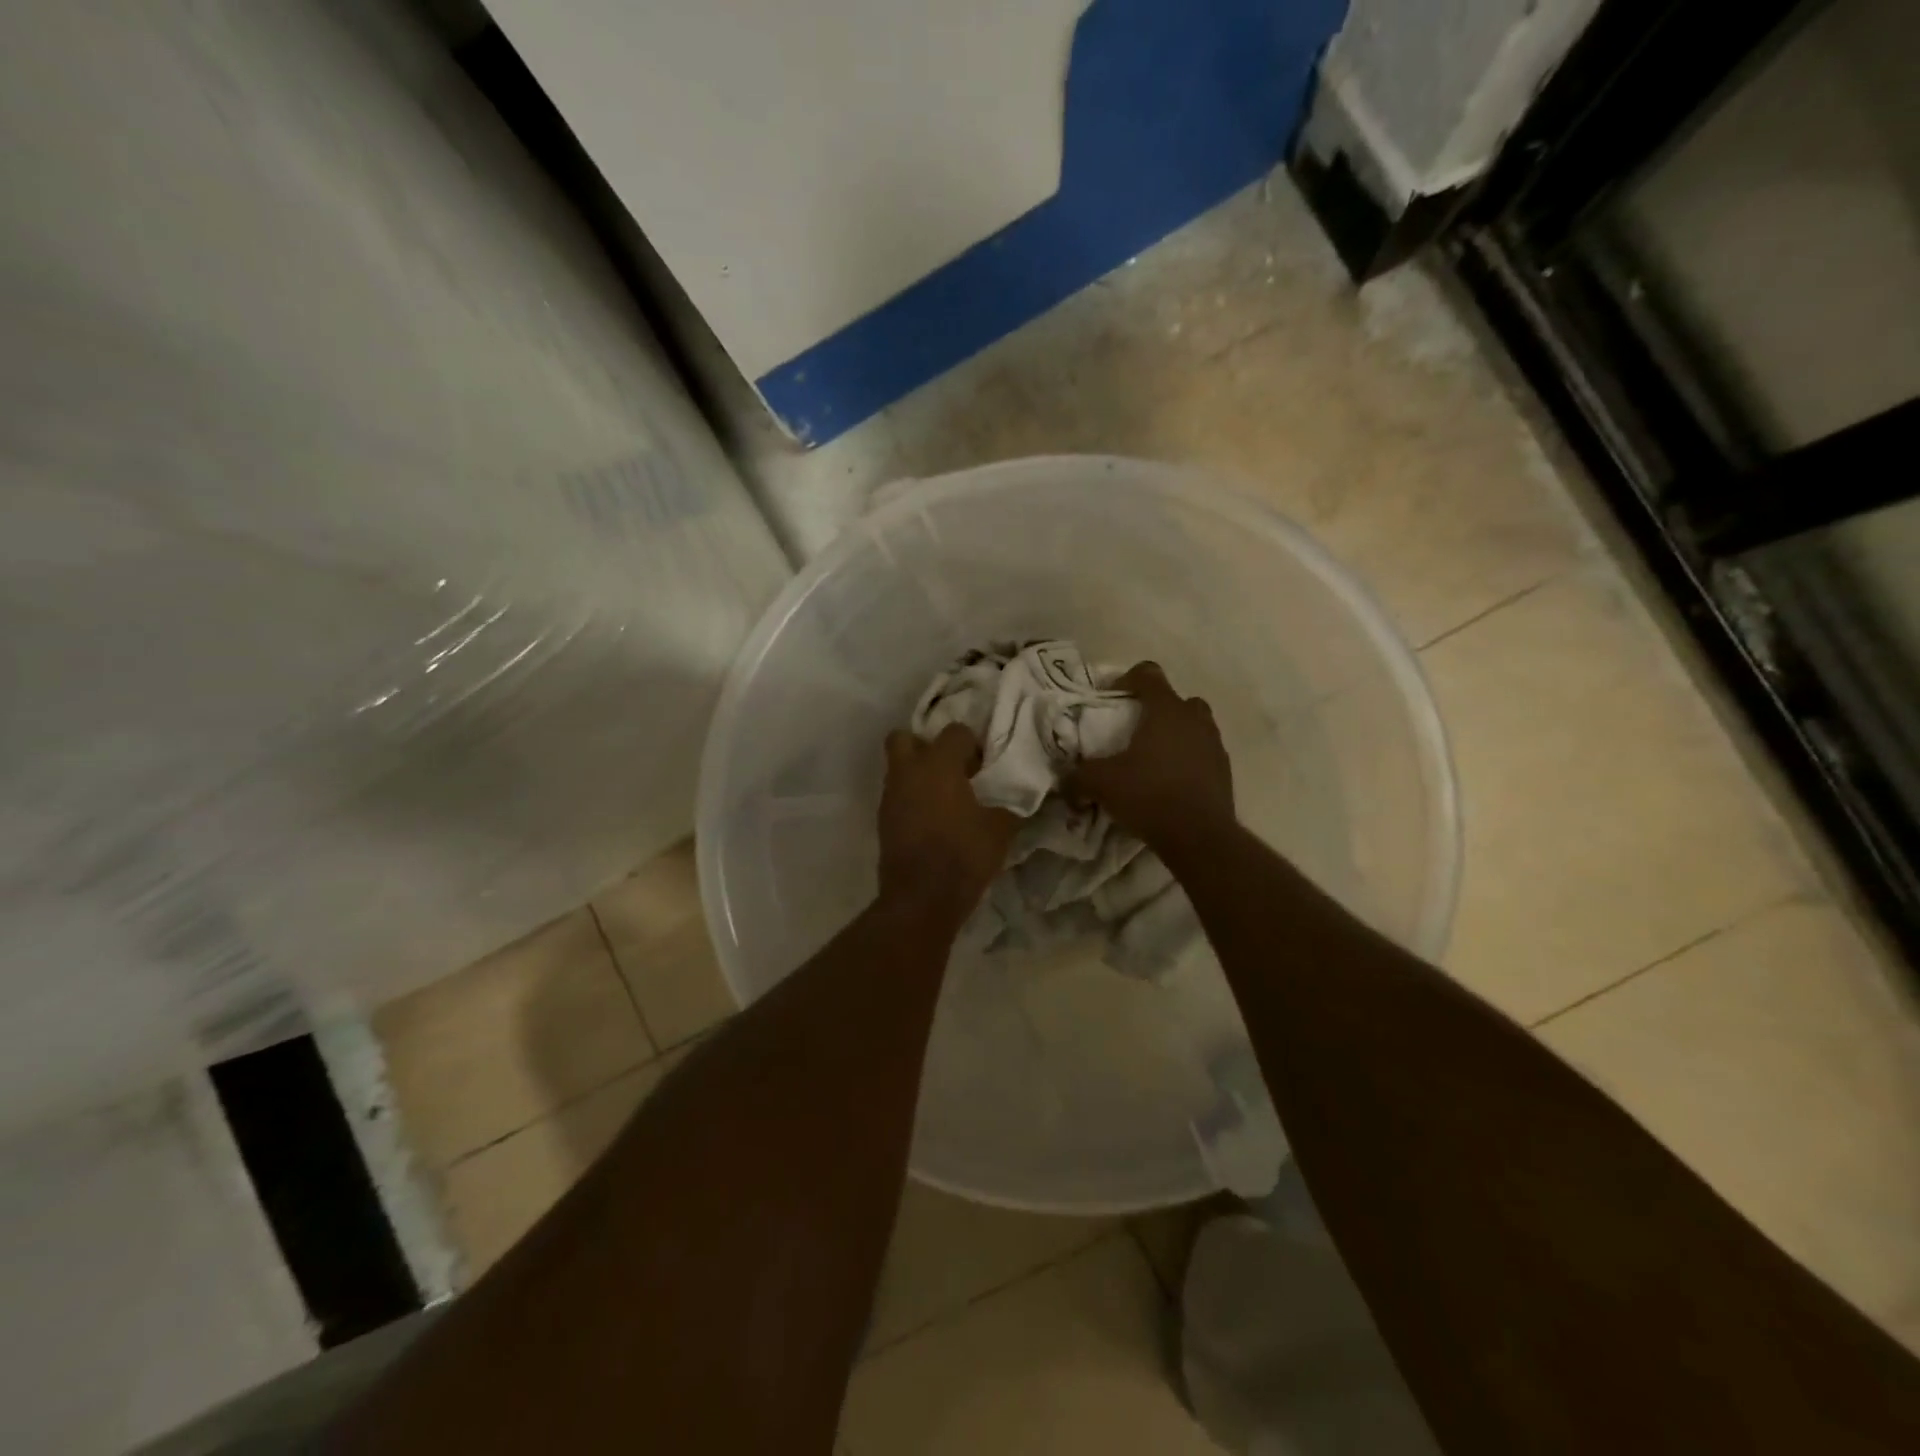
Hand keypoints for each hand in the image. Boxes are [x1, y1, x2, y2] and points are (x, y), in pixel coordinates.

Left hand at [878, 723, 1016, 919]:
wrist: (921, 898)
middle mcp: (908, 771)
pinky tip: (933, 819)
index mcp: (939, 764)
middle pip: (906, 738)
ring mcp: (891, 796)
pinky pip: (897, 796)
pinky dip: (911, 799)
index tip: (984, 765)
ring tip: (944, 797)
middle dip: (925, 745)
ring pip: (898, 768)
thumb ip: (1009, 805)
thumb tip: (1020, 794)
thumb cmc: (964, 855)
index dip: (972, 743)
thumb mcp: (1000, 830)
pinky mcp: (883, 820)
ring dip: (918, 774)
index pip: (955, 731)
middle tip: (951, 767)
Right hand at [1067, 662, 1234, 852]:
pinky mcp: (1224, 770)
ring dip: (1175, 734)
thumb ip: (1078, 776)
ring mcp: (1214, 744)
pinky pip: (1203, 753)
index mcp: (1166, 710)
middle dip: (1156, 709)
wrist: (1199, 836)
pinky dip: (1188, 760)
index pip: (1148, 674)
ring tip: (1152, 758)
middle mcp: (1194, 719)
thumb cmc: (1149, 795)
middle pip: (1177, 700)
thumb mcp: (1101, 784)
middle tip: (1135, 729)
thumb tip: (1064, 780)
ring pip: (1194, 726)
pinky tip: (1169, 782)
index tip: (1111, 698)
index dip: (1127, 679)